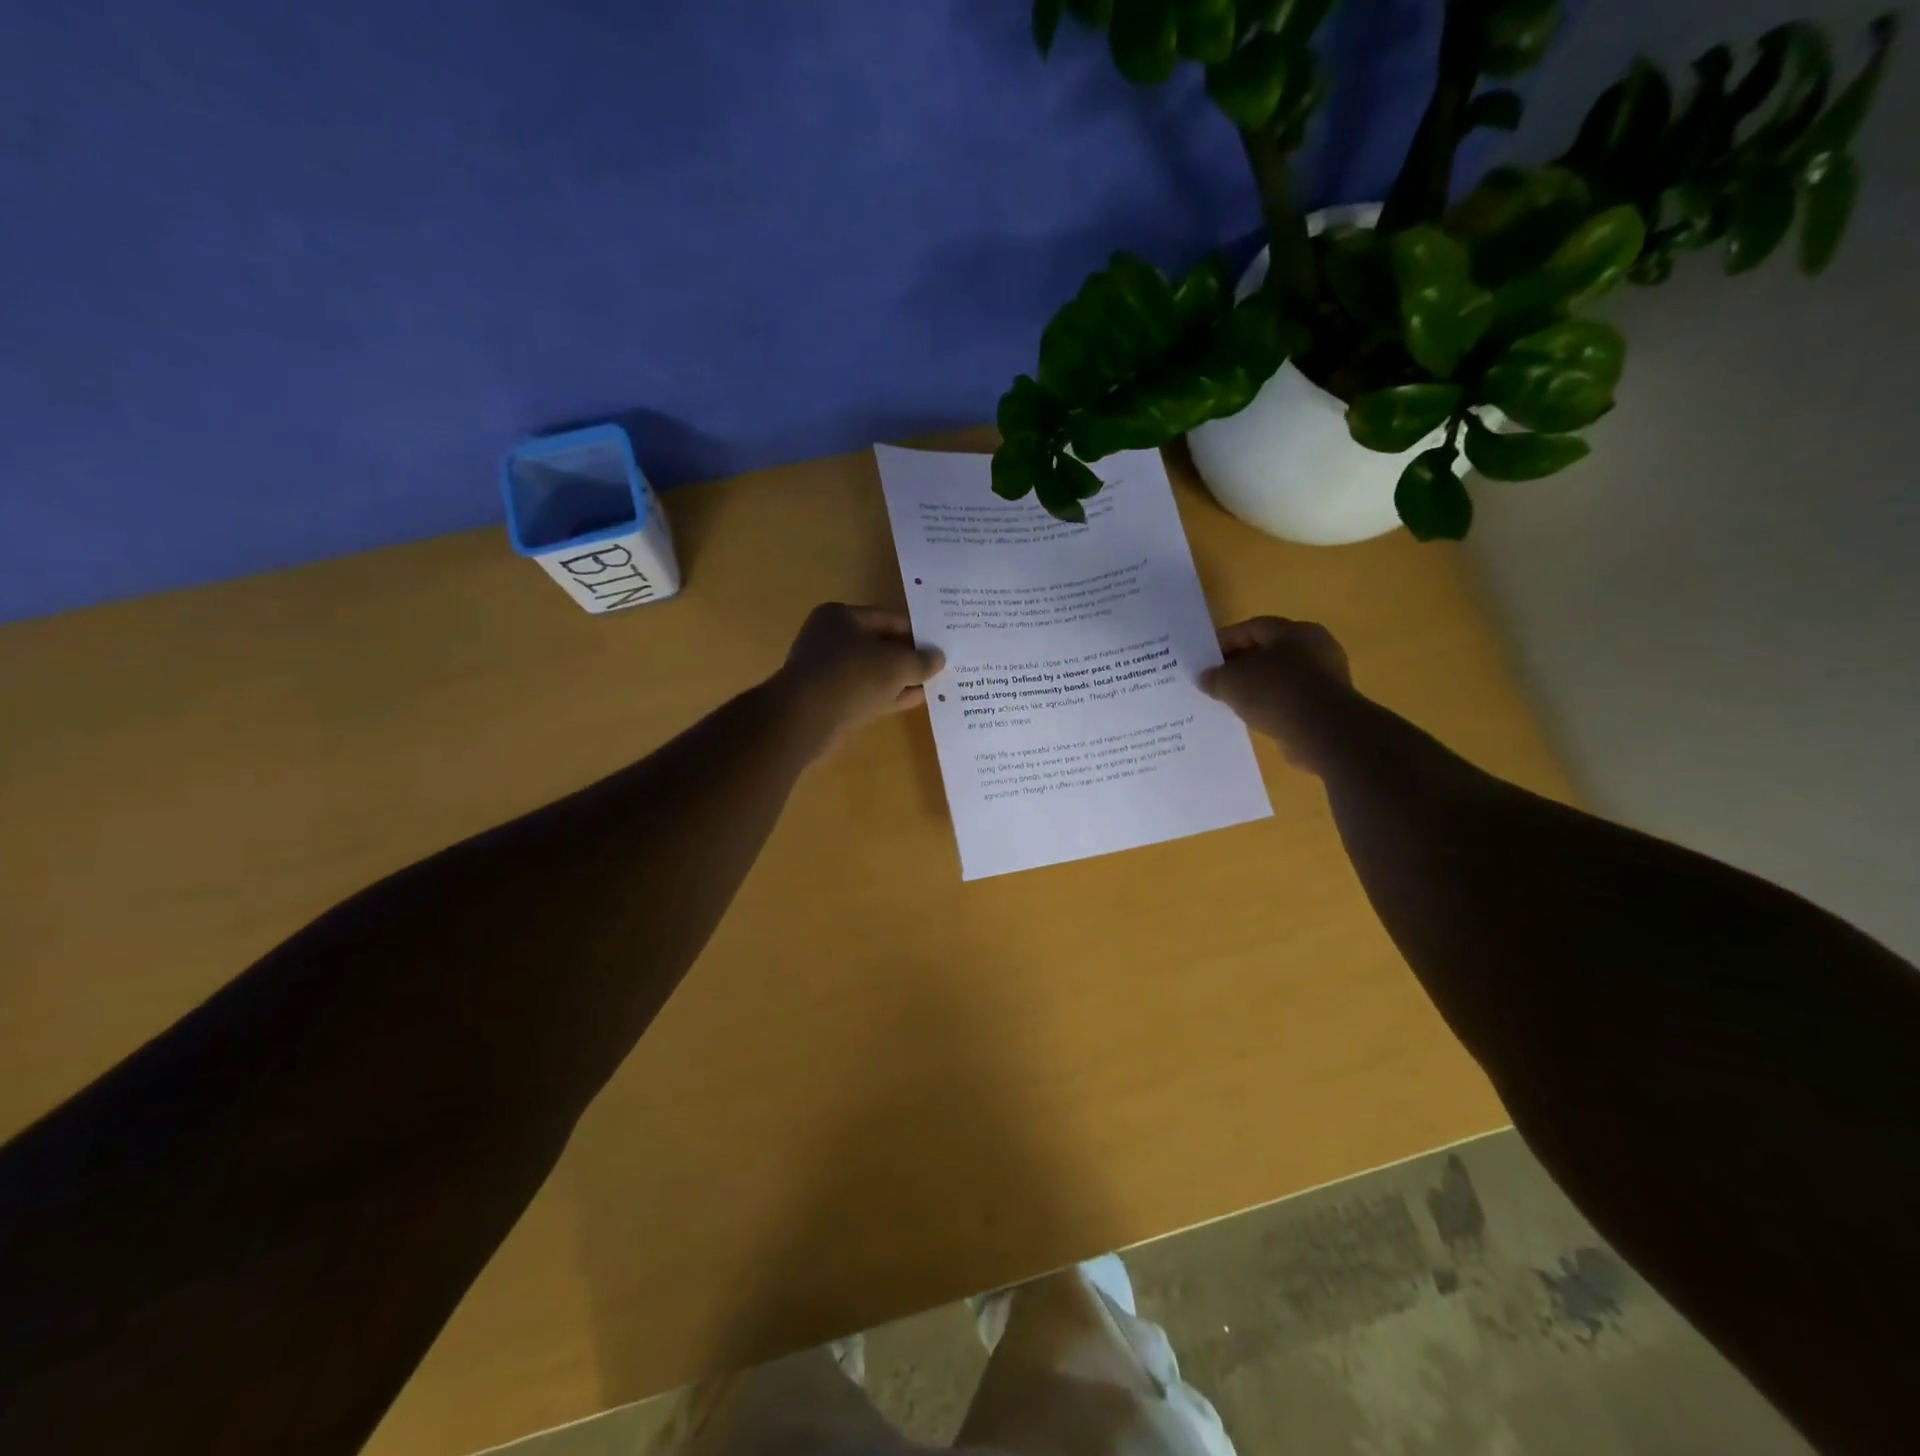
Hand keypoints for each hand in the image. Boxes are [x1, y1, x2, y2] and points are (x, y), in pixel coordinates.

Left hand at [772, 603, 944, 753]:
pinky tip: (917, 700)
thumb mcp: (897, 664)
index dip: (917, 632)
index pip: (889, 619)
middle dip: (909, 657)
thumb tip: (938, 657)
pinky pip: (867, 693)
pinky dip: (890, 695)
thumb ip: (921, 660)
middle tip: (941, 665)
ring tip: (934, 684)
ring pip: (874, 672)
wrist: (804, 719)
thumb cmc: (852, 676)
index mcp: (841, 617)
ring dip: (902, 679)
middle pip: (880, 645)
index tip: (941, 645)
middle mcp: (831, 639)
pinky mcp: (830, 700)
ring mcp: (829, 671)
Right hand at [1199, 617, 1352, 771]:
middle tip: (1216, 679)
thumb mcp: (1232, 682)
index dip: (1225, 640)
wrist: (1323, 732)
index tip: (1204, 658)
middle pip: (1268, 651)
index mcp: (1294, 631)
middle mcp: (1314, 647)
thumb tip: (1205, 677)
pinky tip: (1254, 717)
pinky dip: (1272, 705)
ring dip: (1257, 686)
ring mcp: (1325, 677)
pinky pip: (1291, 699)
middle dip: (1240, 664)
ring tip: (1231, 700)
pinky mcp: (1328, 705)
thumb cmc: (1276, 692)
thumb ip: (1215, 676)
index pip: (1252, 628)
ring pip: (1280, 677)